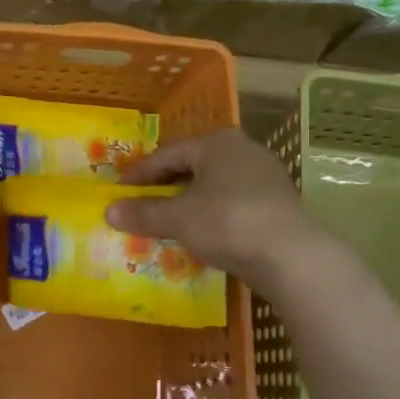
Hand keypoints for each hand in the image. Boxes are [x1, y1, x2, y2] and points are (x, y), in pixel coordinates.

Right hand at [107, 130, 312, 290]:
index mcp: (217, 143)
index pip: (168, 154)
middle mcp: (243, 150)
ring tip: (168, 221)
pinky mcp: (277, 203)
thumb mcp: (178, 218)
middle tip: (141, 205)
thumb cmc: (227, 222)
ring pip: (214, 186)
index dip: (140, 173)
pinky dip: (212, 214)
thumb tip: (108, 211)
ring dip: (189, 202)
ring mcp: (265, 176)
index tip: (119, 191)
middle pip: (193, 167)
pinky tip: (202, 233)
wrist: (291, 255)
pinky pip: (233, 203)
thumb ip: (142, 213)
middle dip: (165, 187)